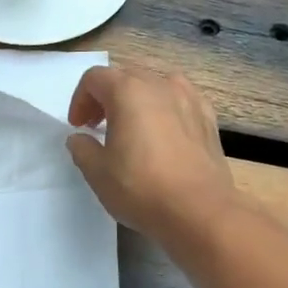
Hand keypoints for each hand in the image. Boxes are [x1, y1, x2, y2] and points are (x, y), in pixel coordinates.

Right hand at [65, 65, 240, 247]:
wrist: (200, 211)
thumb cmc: (142, 188)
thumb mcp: (98, 173)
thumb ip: (82, 148)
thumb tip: (80, 138)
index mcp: (128, 91)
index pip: (95, 78)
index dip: (80, 100)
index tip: (79, 127)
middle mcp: (160, 85)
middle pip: (126, 76)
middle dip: (107, 97)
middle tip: (98, 127)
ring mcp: (189, 99)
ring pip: (156, 84)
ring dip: (138, 99)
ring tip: (133, 127)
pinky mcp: (208, 118)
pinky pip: (180, 100)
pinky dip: (165, 108)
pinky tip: (164, 133)